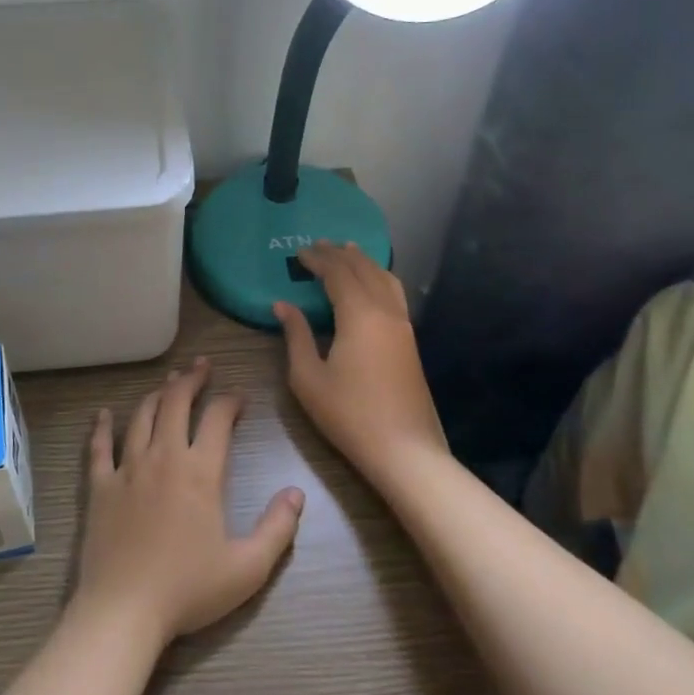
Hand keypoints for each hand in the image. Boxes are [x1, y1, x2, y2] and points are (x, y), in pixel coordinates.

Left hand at [73, 358, 304, 648]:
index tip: (239, 398)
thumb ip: (277, 528)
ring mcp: (127, 469)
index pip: (218, 419)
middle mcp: (163, 457)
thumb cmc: (188, 590)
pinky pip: (100, 447)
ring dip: (156, 394)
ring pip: (141, 416)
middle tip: (201, 366)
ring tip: (167, 383)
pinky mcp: (100, 486)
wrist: (124, 610)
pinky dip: (102, 427)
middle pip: (175, 402)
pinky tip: (103, 415)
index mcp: (200, 472)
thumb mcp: (248, 568)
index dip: (230, 401)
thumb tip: (297, 493)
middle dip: (191, 379)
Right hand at [274, 242, 448, 483]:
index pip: (338, 273)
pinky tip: (371, 285)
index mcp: (359, 315)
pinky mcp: (410, 341)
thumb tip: (283, 306)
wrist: (404, 449)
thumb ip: (296, 336)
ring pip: (385, 279)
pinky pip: (394, 294)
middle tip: (319, 245)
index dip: (318, 259)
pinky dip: (378, 278)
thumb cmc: (349, 414)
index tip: (300, 252)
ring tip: (348, 252)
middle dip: (340, 254)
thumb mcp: (308, 377)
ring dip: (364, 262)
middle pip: (364, 269)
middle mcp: (385, 311)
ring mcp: (403, 325)